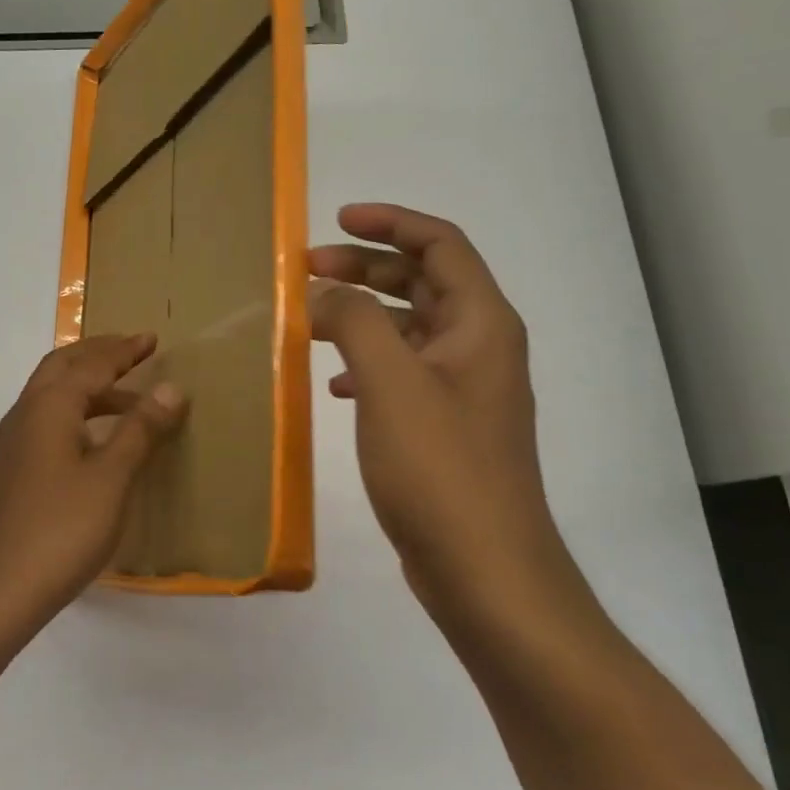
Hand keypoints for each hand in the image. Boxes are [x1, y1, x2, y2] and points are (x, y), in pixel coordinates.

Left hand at [0, 334, 184, 631]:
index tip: (152, 339)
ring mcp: (15, 442)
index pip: (91, 364)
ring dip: (89, 386)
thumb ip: (140, 429)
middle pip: (63, 367)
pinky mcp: (14, 469)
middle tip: (135, 352)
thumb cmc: (63, 528)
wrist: (0, 589)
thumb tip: (170, 387)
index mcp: (48, 407)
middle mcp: (26, 414)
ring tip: (131, 399)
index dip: (124, 350)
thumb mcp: (112, 477)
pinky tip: (98, 438)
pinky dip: (77, 412)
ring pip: (53, 395)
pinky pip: (49, 420)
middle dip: (99, 355)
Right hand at [309, 204, 565, 632]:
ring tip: (308, 320)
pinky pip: (401, 372)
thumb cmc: (440, 467)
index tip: (336, 220)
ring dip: (360, 315)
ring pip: (407, 328)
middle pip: (421, 282)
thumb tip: (323, 292)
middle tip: (306, 270)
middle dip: (364, 268)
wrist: (484, 569)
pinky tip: (332, 382)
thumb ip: (354, 321)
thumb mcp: (390, 382)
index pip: (439, 244)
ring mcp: (463, 390)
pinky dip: (365, 362)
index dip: (390, 223)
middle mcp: (478, 347)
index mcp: (480, 323)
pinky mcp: (443, 426)